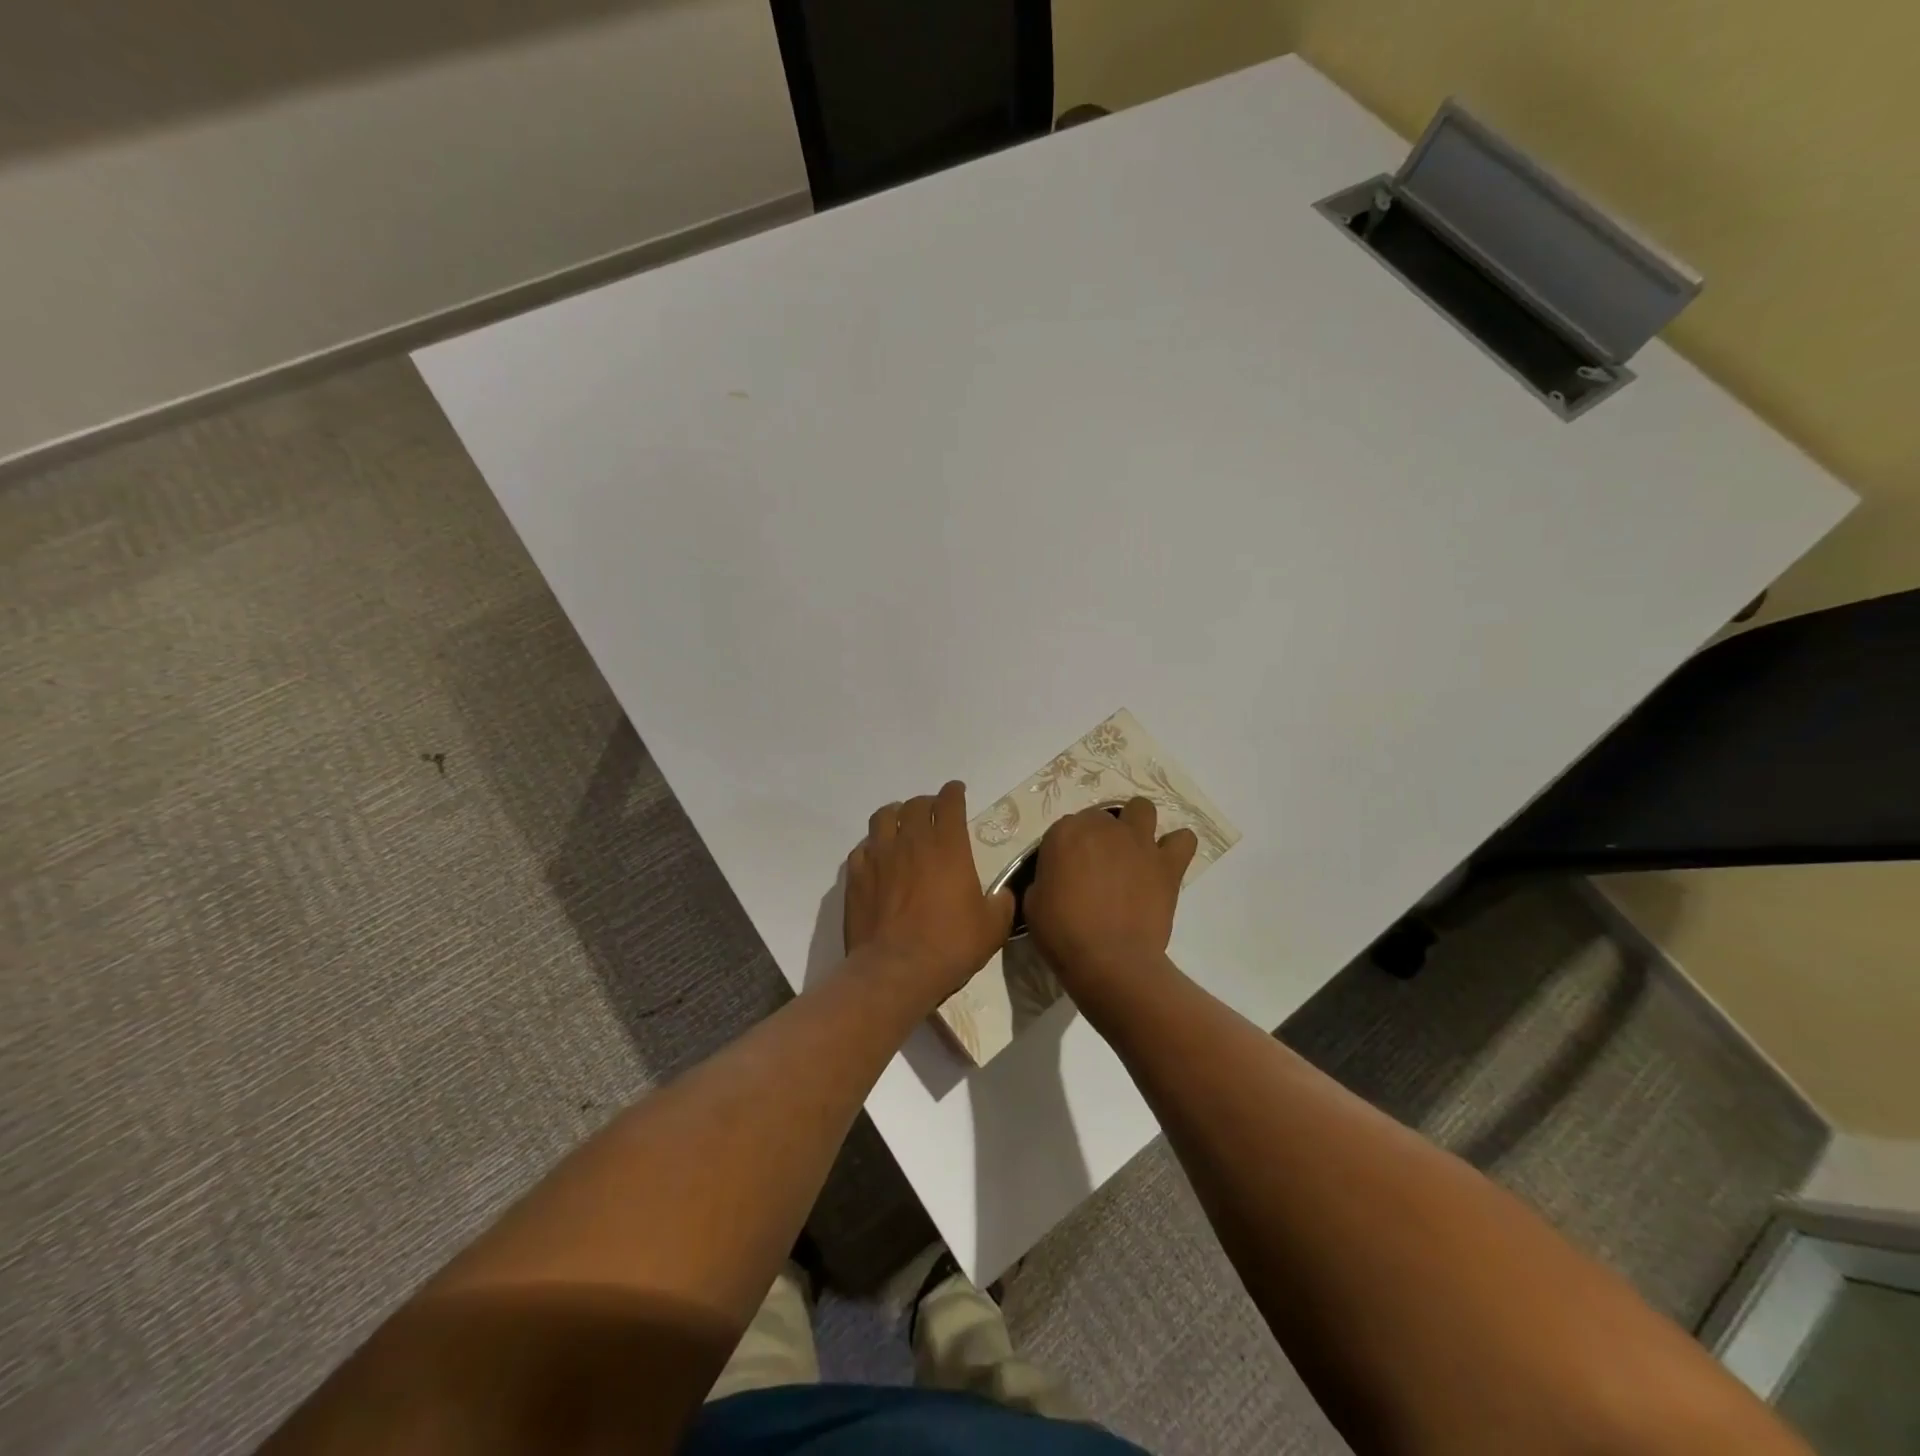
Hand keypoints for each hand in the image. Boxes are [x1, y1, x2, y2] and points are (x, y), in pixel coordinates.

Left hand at [843, 781, 1014, 1006]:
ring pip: (883, 816)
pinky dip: (872, 845)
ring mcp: (879, 856)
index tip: (957, 791)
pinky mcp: (856, 875)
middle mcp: (911, 841)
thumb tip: (1002, 895)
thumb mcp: (993, 927)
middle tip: (933, 813)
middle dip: (926, 803)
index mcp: (948, 845)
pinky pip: (862, 847)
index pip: (949, 802)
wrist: (896, 970)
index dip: (954, 792)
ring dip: (895, 815)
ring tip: (901, 824)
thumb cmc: (950, 945)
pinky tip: (877, 856)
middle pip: (915, 805)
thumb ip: (1001, 903)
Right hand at [1025, 798, 1196, 1002]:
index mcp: (1065, 833)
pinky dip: (1175, 846)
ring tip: (1133, 850)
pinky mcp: (1167, 864)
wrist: (1110, 960)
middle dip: (1098, 837)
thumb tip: (1056, 879)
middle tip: (1096, 867)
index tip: (1065, 871)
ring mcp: (1139, 842)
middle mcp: (1104, 828)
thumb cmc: (1063, 933)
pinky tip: (1166, 861)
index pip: (1065, 827)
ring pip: (1142, 809)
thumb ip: (1045, 878)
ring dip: (1136, 824)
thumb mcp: (1034, 902)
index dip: (1065, 849)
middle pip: (1101, 817)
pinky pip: (1183, 840)